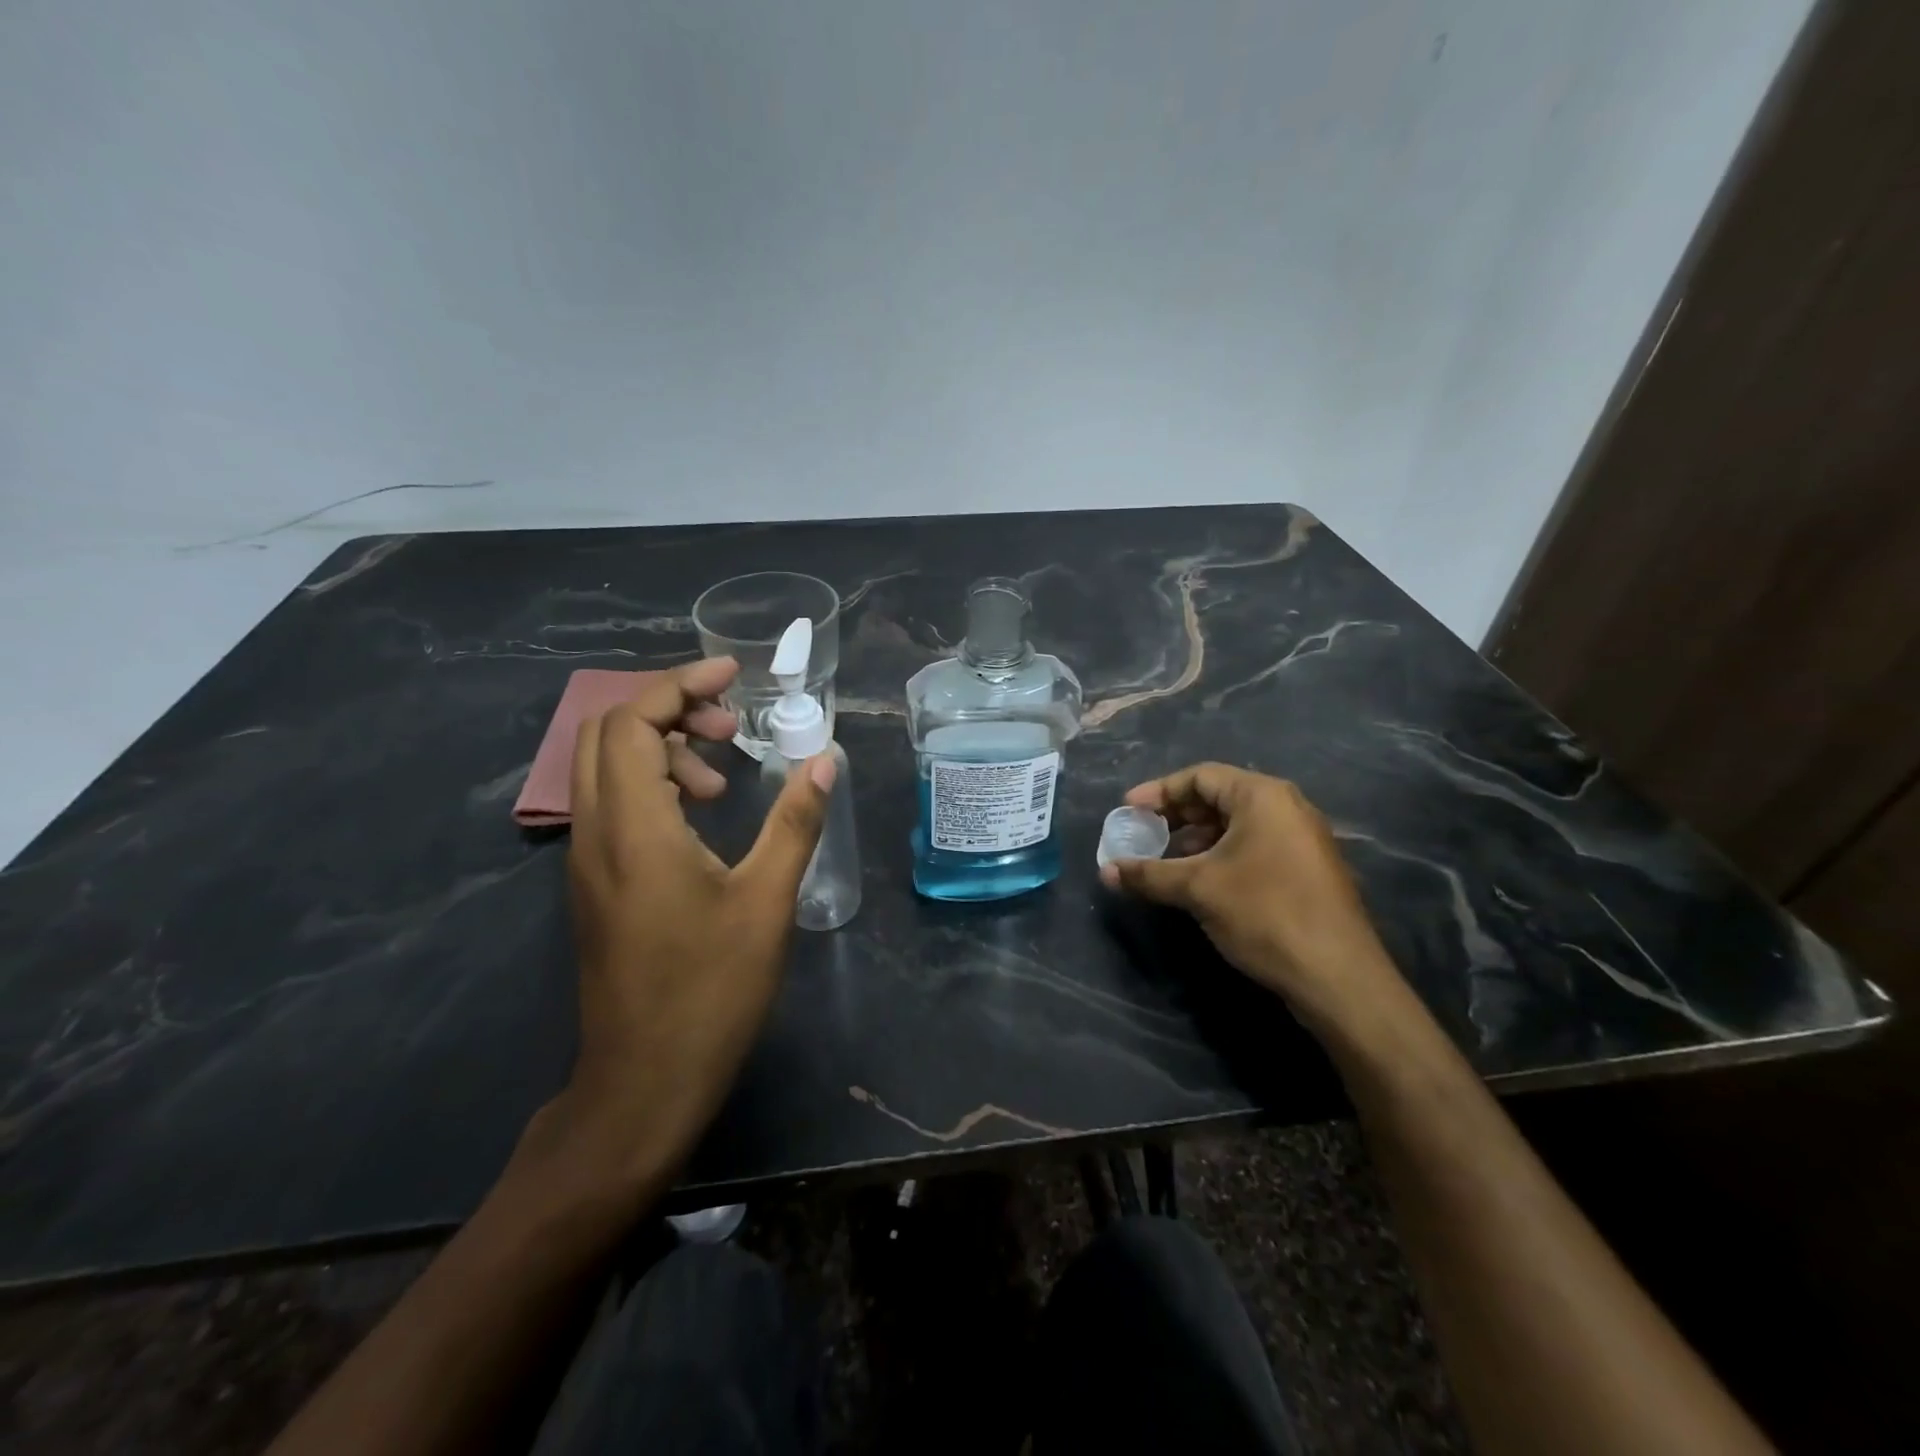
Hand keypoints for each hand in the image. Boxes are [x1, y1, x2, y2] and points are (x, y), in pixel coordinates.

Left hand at [552, 657, 835, 1194]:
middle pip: (608, 734)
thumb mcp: (767, 901)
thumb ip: (795, 821)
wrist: (643, 1083)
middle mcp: (595, 834)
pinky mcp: (594, 886)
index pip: (633, 721)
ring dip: (661, 749)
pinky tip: (699, 818)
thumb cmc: (711, 991)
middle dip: (670, 710)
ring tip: (721, 777)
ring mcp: (586, 862)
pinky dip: (652, 785)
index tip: (733, 675)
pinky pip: (611, 805)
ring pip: (605, 770)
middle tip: (731, 727)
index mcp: (634, 829)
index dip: (681, 685)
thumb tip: (823, 758)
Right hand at [1099, 763, 1402, 1037]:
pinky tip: (1199, 881)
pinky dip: (1220, 855)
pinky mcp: (1306, 868)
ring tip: (1164, 861)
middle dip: (1176, 816)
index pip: (1200, 777)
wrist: (1337, 976)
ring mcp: (1301, 838)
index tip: (1127, 811)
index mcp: (1262, 796)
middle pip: (1218, 797)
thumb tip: (1105, 871)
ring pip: (1236, 825)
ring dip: (1196, 839)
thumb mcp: (1198, 889)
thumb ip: (1148, 874)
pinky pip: (1254, 846)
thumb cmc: (1264, 913)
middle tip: (1142, 834)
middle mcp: (1286, 807)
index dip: (1158, 791)